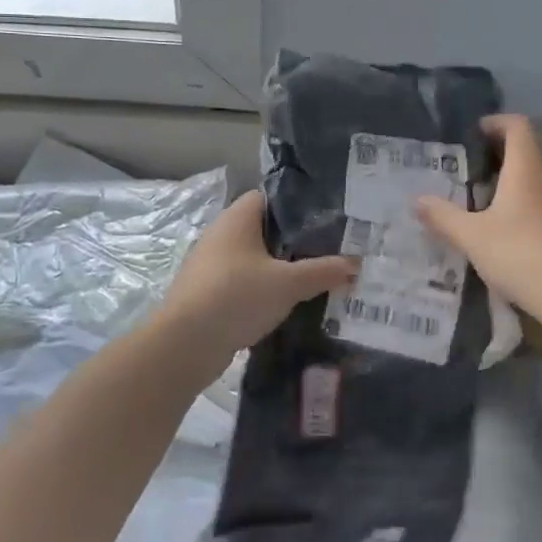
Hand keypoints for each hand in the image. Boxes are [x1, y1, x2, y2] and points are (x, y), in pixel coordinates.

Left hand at [155, 191, 357, 369]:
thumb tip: (356, 263)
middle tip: (329, 251)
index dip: (298, 205)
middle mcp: (221, 235)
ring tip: (314, 279)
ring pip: (254, 259)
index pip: (270, 197)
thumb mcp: (289, 283)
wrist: (184, 345)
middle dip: (294, 241)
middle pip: (264, 229)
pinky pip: (243, 283)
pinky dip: (263, 290)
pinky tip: (287, 305)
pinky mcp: (207, 293)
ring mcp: (211, 265)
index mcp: (237, 219)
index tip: (327, 219)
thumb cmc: (236, 297)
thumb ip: (324, 271)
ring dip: (279, 269)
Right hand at [414, 115, 541, 322]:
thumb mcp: (473, 238)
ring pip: (540, 181)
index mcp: (527, 168)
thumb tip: (417, 200)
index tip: (475, 132)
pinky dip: (530, 207)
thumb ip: (444, 217)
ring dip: (516, 184)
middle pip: (528, 153)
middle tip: (471, 174)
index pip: (517, 126)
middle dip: (501, 157)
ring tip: (488, 205)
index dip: (496, 122)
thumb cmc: (522, 255)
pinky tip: (514, 234)